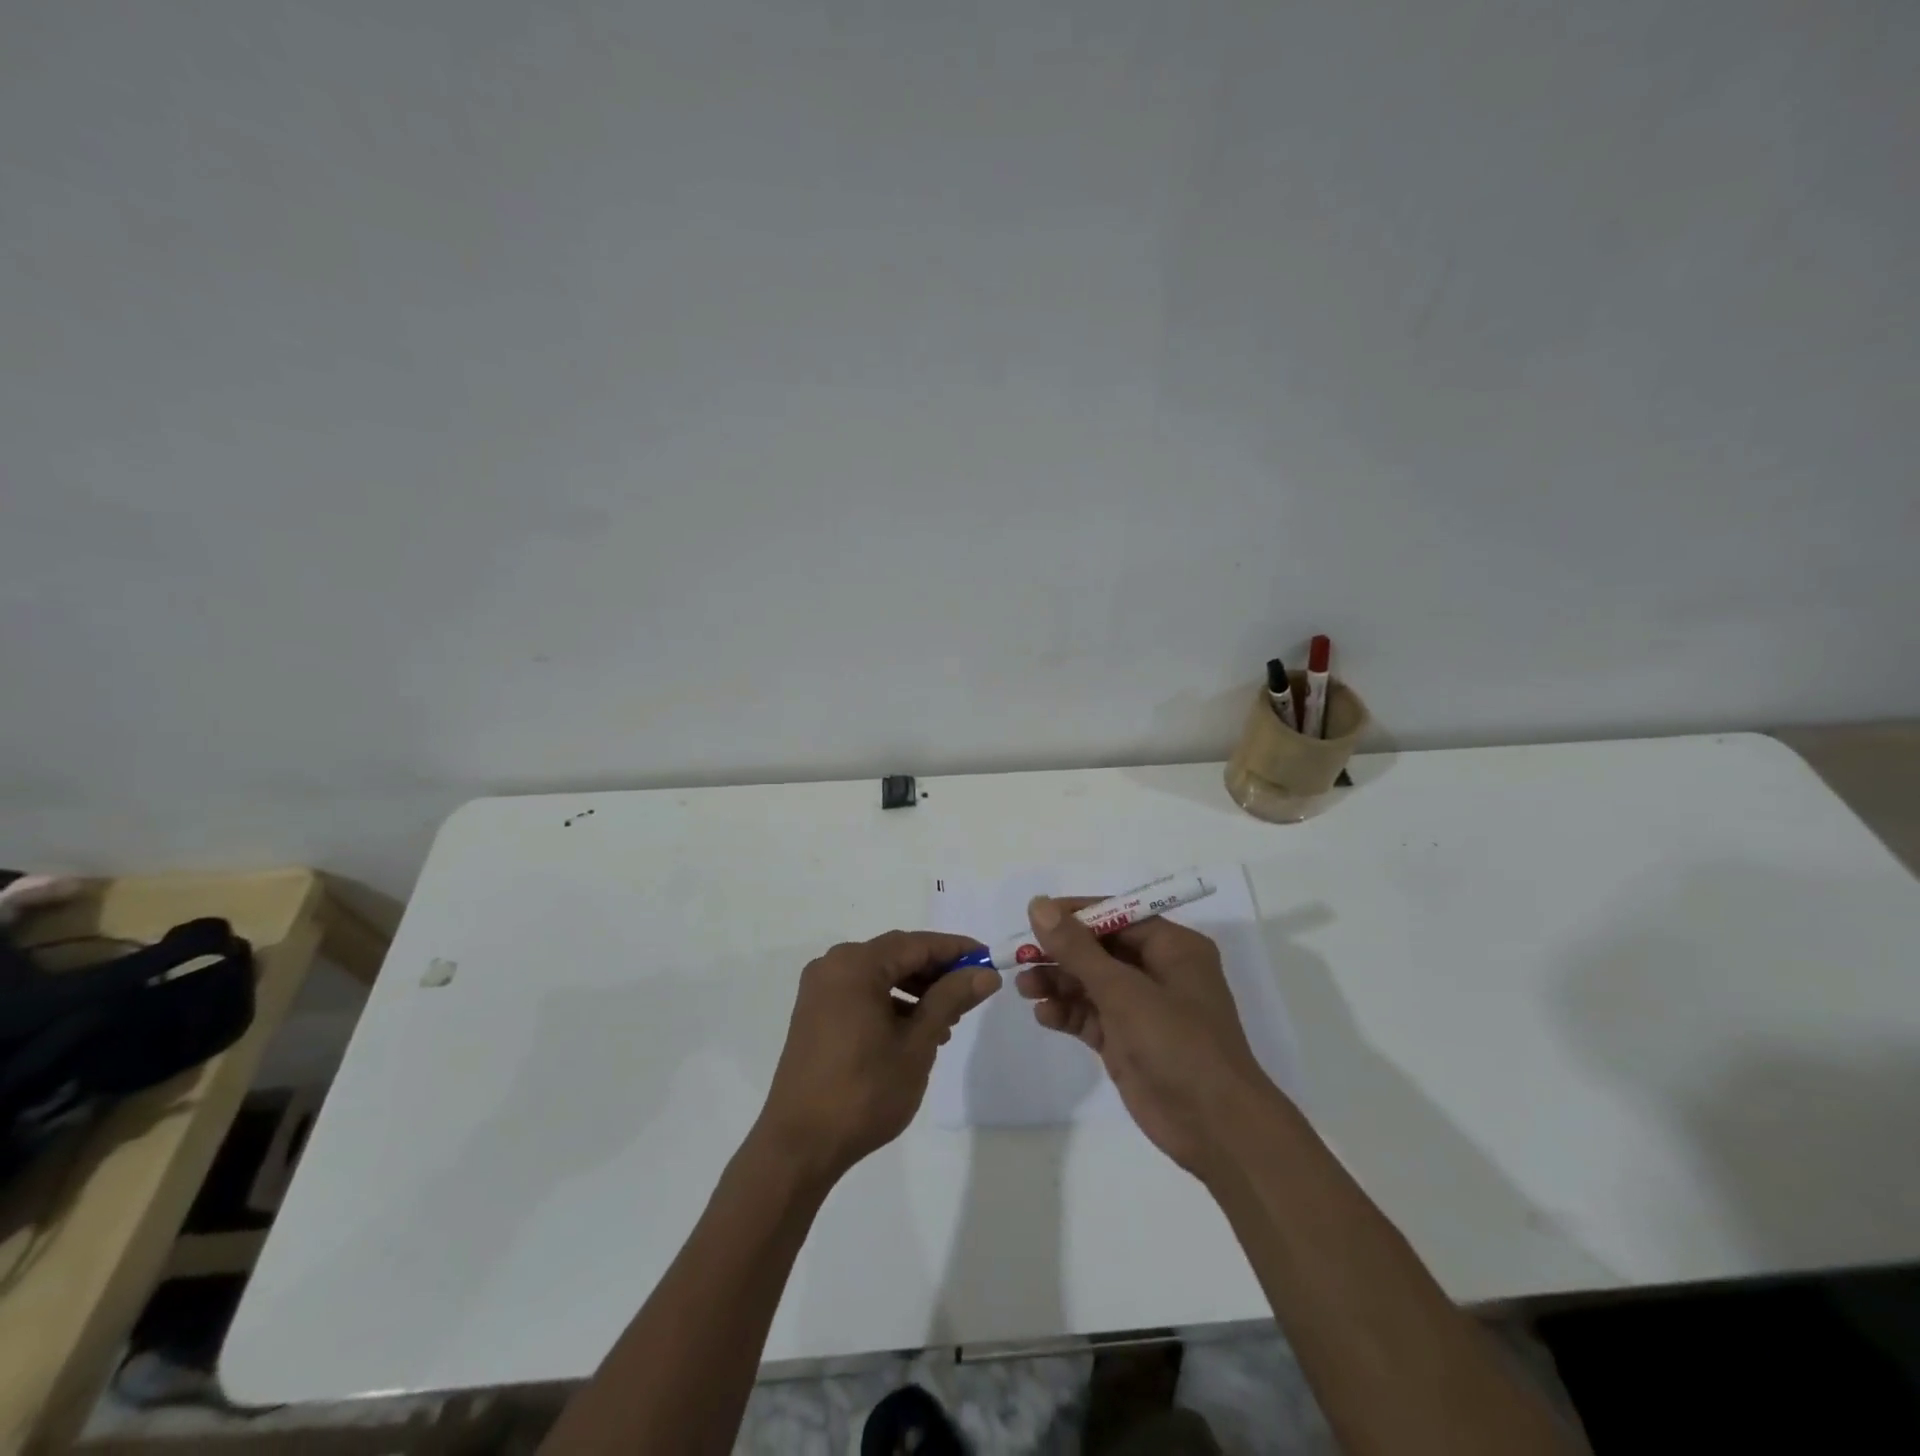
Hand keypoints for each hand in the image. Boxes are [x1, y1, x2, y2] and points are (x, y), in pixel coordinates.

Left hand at [755, 931, 999, 1181]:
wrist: (799, 1145)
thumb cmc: (864, 1091)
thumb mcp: (917, 1044)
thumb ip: (950, 999)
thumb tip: (985, 973)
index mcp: (856, 965)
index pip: (917, 944)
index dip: (956, 950)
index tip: (988, 959)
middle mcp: (833, 965)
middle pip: (896, 955)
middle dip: (936, 970)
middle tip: (972, 991)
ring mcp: (820, 989)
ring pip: (879, 974)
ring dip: (915, 988)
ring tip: (947, 1019)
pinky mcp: (814, 1013)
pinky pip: (861, 992)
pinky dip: (890, 1001)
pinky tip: (913, 1030)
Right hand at [1016, 897, 1271, 1178]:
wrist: (1215, 1128)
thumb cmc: (1177, 1043)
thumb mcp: (1123, 990)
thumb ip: (1077, 949)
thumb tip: (1038, 905)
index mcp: (1172, 948)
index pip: (1116, 916)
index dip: (1074, 915)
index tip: (1034, 917)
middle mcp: (1158, 971)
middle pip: (1099, 949)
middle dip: (1060, 953)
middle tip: (1021, 957)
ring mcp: (1142, 1009)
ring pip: (1090, 984)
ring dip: (1057, 983)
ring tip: (1023, 988)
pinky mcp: (1127, 1041)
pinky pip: (1090, 1016)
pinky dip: (1067, 1013)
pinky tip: (1043, 1015)